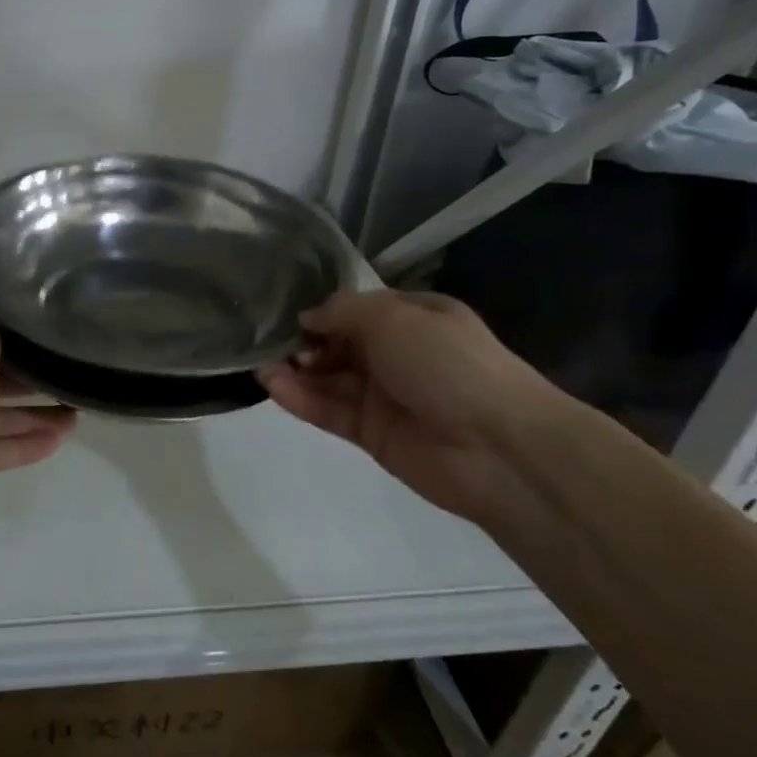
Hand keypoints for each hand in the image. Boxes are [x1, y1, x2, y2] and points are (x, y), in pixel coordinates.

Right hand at [258, 289, 560, 521]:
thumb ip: (343, 312)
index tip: (287, 313)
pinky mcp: (372, 433)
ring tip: (259, 366)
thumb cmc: (447, 364)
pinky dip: (302, 399)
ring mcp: (384, 396)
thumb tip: (308, 318)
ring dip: (296, 372)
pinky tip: (273, 387)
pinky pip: (330, 412)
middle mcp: (398, 354)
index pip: (358, 310)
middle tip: (266, 343)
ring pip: (330, 380)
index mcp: (414, 318)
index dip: (323, 311)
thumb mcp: (394, 318)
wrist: (497, 447)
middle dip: (304, 342)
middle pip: (339, 345)